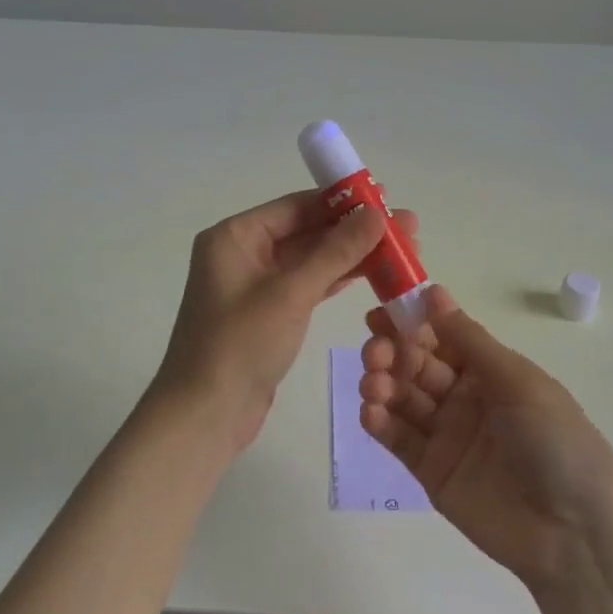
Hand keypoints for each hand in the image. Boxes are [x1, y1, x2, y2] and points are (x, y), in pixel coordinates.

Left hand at [157, 191, 418, 449]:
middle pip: (307, 230)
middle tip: (407, 228)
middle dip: (355, 230)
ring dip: (352, 255)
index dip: (343, 201)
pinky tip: (373, 273)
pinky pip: (308, 285)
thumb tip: (375, 214)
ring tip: (402, 250)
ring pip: (311, 259)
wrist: (206, 415)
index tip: (386, 198)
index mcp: (235, 236)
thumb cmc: (241, 345)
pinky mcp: (269, 313)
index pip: (296, 206)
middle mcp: (243, 253)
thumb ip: (335, 251)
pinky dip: (338, 279)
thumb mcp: (291, 293)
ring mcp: (256, 285)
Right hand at [359, 286, 612, 589]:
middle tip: (375, 353)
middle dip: (391, 352)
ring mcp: (447, 436)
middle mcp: (466, 398)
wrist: (575, 534)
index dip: (410, 322)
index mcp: (491, 372)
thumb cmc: (556, 443)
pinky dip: (380, 423)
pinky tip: (371, 413)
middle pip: (417, 365)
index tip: (381, 313)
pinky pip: (399, 440)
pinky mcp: (432, 472)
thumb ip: (469, 341)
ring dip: (382, 384)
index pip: (441, 337)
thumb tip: (433, 294)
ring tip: (373, 385)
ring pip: (403, 399)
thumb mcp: (518, 382)